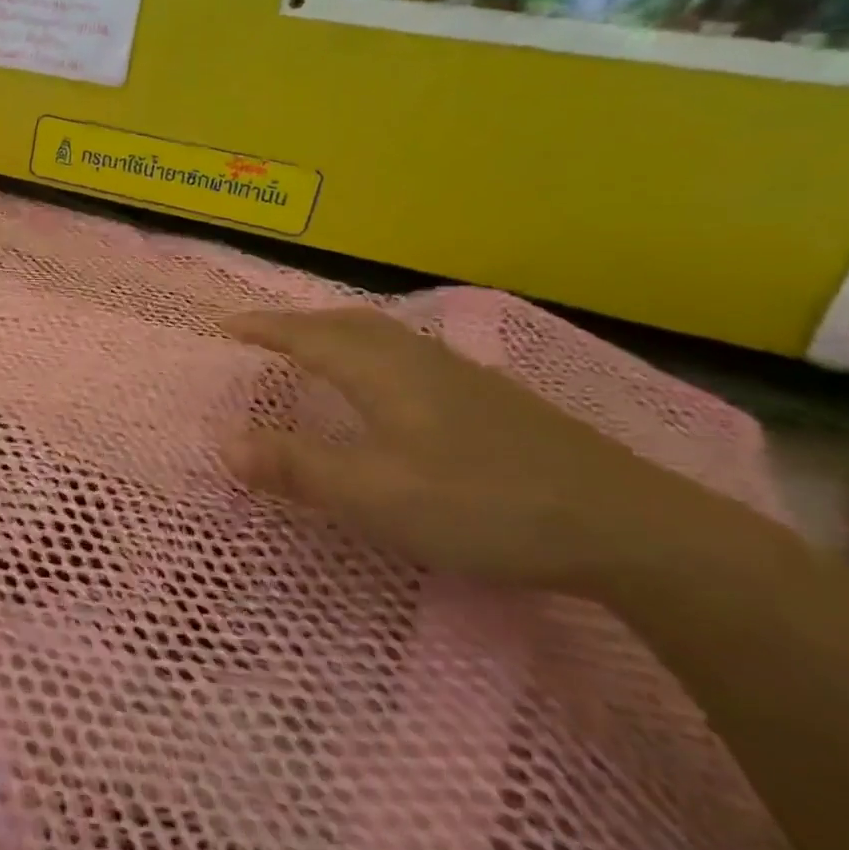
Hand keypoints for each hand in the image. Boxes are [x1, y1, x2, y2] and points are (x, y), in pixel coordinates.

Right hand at [221, 307, 710, 594]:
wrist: (626, 526)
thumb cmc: (481, 504)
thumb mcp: (373, 494)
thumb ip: (295, 467)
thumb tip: (223, 442)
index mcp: (382, 372)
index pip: (307, 335)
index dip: (262, 328)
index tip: (222, 325)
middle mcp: (417, 359)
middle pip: (345, 323)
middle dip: (294, 323)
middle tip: (258, 334)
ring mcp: (460, 376)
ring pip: (382, 335)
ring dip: (334, 333)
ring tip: (309, 348)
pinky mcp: (490, 400)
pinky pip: (407, 355)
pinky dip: (370, 352)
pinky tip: (384, 384)